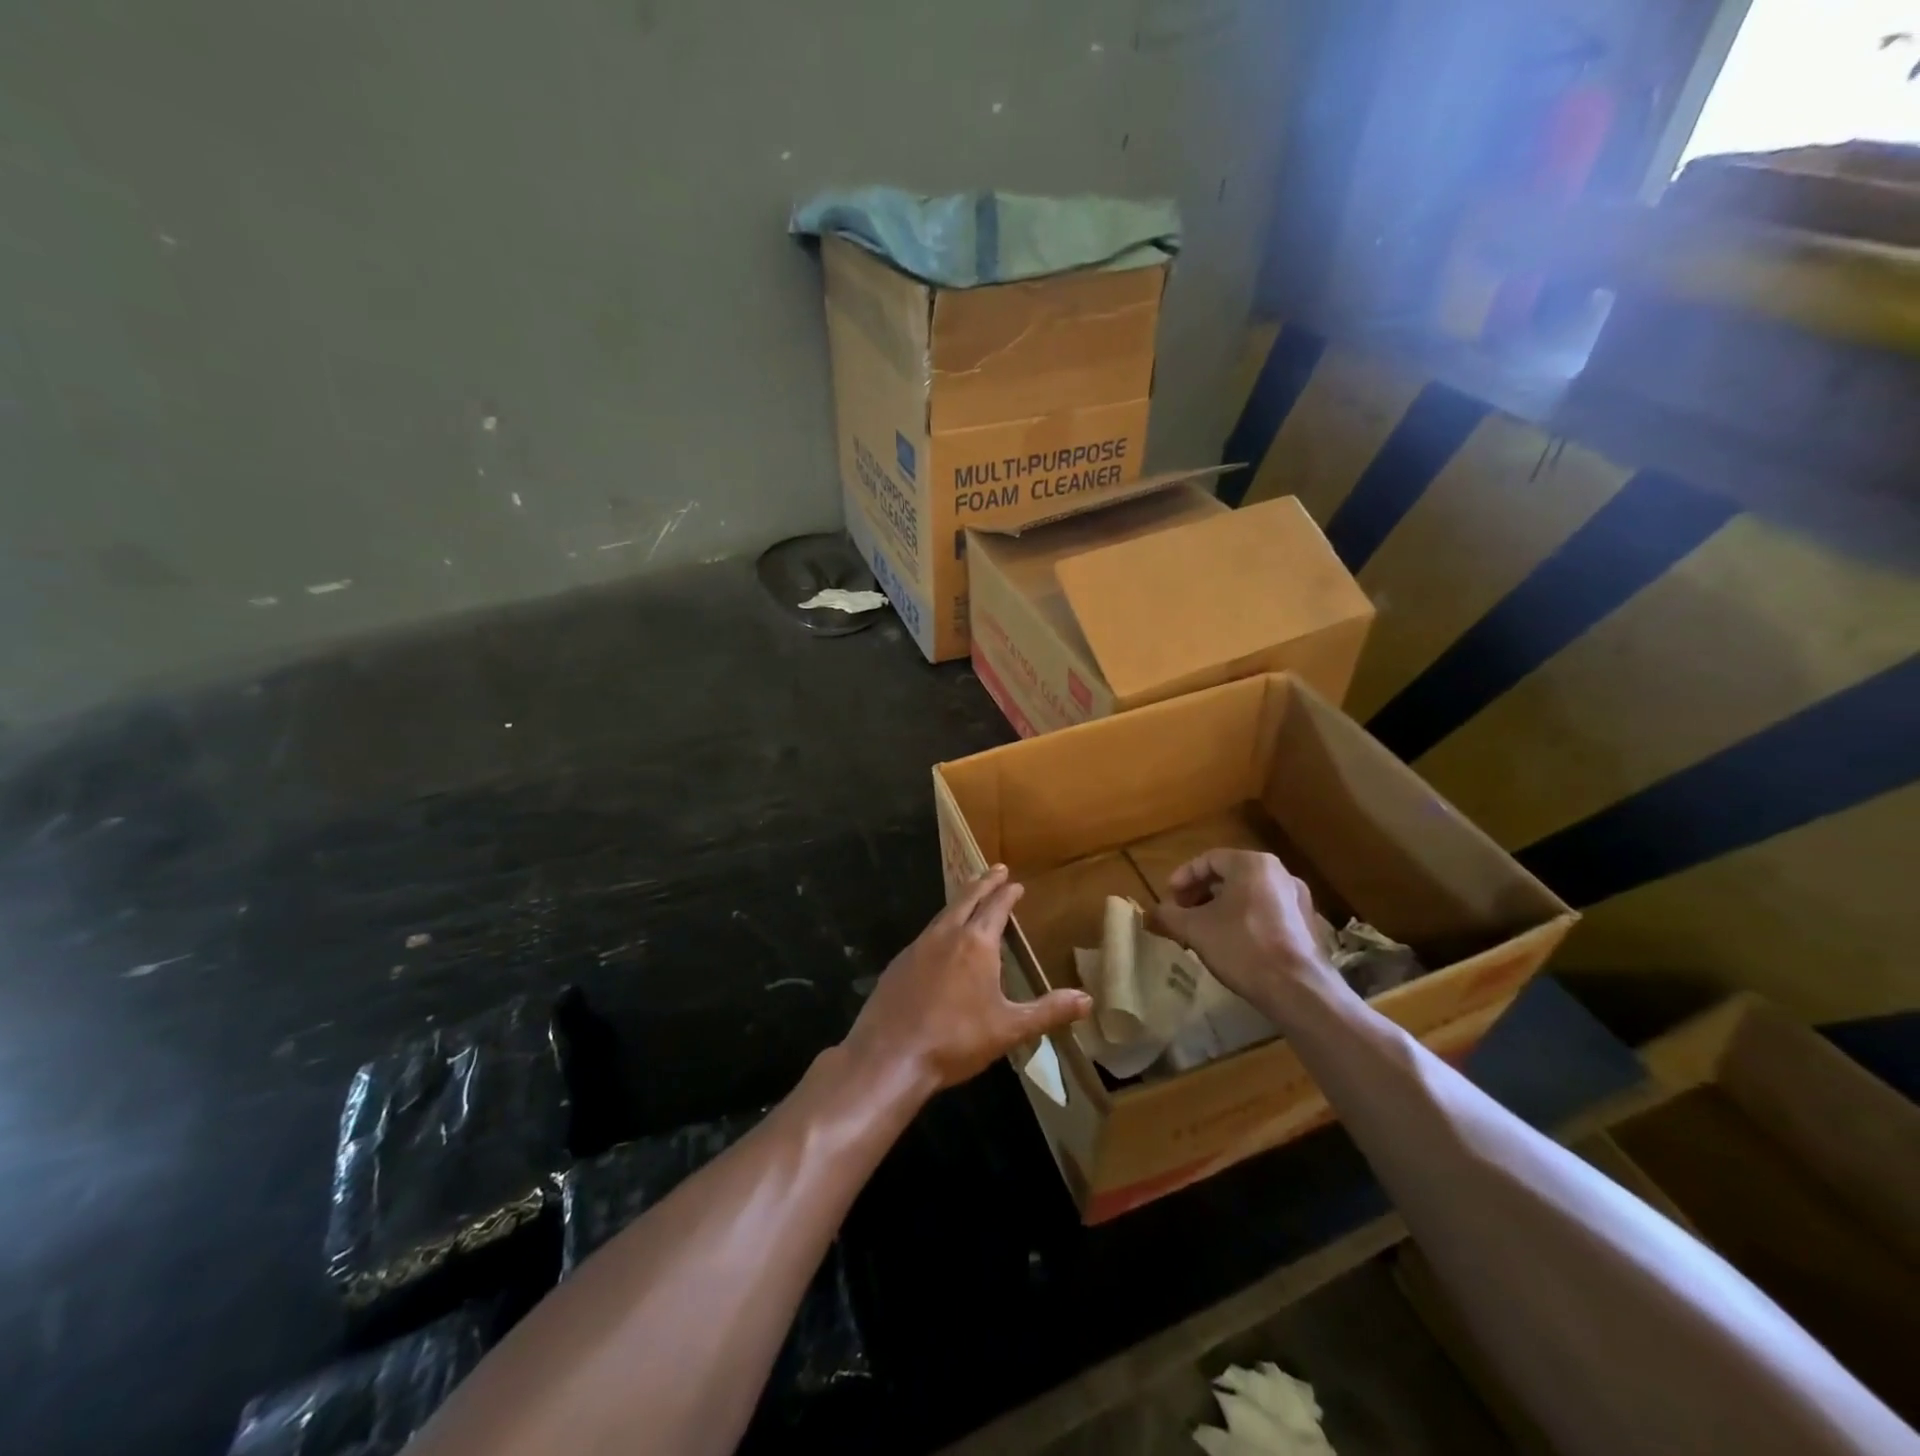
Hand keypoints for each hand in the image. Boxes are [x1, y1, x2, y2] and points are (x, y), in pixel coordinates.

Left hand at [843, 865, 1091, 1096]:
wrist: (890, 1056)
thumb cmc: (956, 1039)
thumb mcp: (1009, 1029)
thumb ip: (1048, 1011)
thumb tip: (1087, 999)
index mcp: (976, 944)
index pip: (996, 907)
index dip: (1007, 893)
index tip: (1014, 882)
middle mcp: (946, 935)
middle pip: (967, 899)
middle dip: (983, 883)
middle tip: (995, 869)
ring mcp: (918, 947)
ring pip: (943, 914)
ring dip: (960, 901)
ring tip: (970, 897)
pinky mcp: (898, 964)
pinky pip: (926, 934)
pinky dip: (940, 925)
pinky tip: (940, 940)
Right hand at [1150, 850, 1347, 1013]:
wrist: (1297, 988)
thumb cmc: (1241, 946)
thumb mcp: (1195, 929)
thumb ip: (1170, 915)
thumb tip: (1154, 912)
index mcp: (1252, 864)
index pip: (1208, 859)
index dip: (1183, 877)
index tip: (1169, 897)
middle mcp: (1279, 873)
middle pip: (1230, 875)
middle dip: (1201, 893)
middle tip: (1183, 912)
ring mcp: (1297, 899)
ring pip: (1249, 894)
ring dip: (1222, 907)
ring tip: (1204, 929)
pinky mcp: (1306, 924)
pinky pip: (1267, 912)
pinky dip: (1244, 919)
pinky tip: (1232, 943)